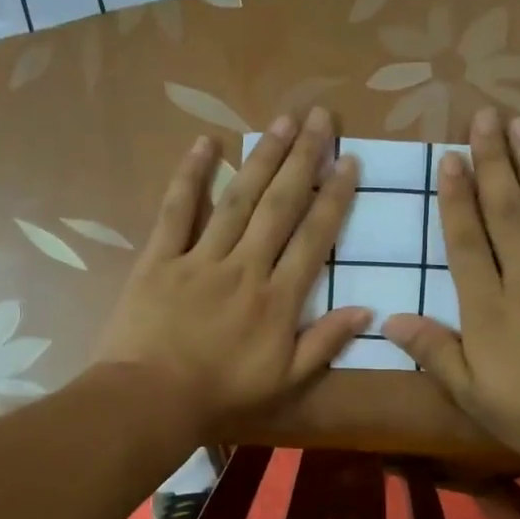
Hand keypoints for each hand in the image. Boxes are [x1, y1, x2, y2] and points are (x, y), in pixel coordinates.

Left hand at [94, 107, 369, 437]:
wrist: (152, 400)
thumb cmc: (222, 394)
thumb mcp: (286, 381)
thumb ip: (325, 343)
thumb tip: (367, 310)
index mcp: (278, 299)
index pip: (313, 238)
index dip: (334, 197)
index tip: (350, 162)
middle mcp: (245, 267)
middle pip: (279, 205)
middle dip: (304, 159)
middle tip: (322, 118)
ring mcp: (201, 259)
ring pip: (237, 199)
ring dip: (262, 157)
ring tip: (284, 121)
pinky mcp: (160, 259)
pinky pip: (176, 212)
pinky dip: (190, 176)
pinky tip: (206, 144)